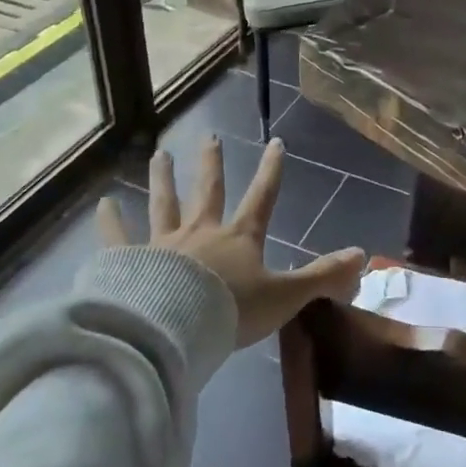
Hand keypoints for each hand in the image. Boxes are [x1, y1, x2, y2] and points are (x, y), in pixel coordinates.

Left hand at [97, 136, 366, 347]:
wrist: (177, 329)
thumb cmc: (233, 311)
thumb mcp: (285, 296)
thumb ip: (323, 277)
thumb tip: (363, 256)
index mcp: (239, 238)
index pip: (262, 197)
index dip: (271, 170)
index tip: (275, 142)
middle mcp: (202, 232)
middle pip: (209, 191)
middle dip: (212, 164)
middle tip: (210, 137)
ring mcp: (164, 244)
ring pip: (165, 204)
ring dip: (163, 179)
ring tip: (160, 154)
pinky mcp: (132, 262)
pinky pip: (119, 239)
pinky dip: (110, 222)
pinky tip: (102, 204)